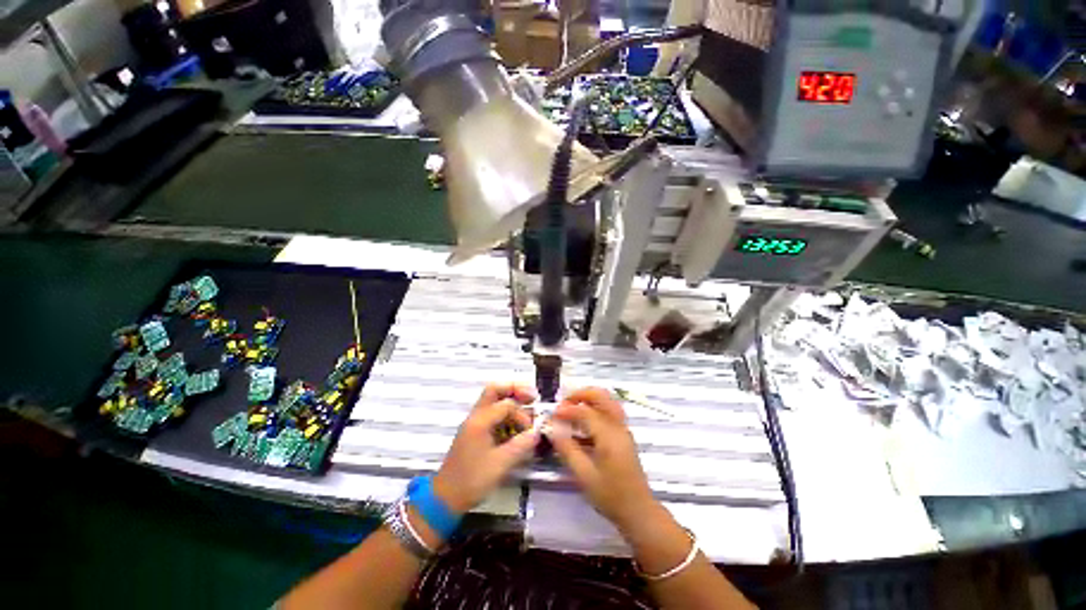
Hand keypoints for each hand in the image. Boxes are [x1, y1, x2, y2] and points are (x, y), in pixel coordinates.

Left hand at [433, 383, 539, 513]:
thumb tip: (537, 432)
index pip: (507, 404)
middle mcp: (476, 416)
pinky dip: (505, 415)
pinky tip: (515, 427)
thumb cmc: (472, 480)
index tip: (531, 430)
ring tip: (527, 409)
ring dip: (511, 401)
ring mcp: (474, 423)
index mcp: (480, 420)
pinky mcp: (475, 432)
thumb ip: (521, 445)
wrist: (445, 498)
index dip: (522, 415)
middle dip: (515, 389)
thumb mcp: (500, 464)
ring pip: (493, 400)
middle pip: (495, 390)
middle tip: (532, 396)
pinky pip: (492, 414)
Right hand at [547, 387, 657, 532]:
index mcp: (609, 435)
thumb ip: (567, 450)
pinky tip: (582, 424)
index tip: (553, 413)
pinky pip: (609, 413)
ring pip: (607, 401)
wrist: (639, 512)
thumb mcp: (584, 475)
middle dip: (581, 394)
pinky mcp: (623, 436)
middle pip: (602, 396)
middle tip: (564, 402)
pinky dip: (595, 410)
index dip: (567, 409)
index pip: (586, 411)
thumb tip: (552, 429)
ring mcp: (623, 430)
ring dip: (589, 399)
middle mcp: (618, 427)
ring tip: (571, 408)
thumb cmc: (611, 496)